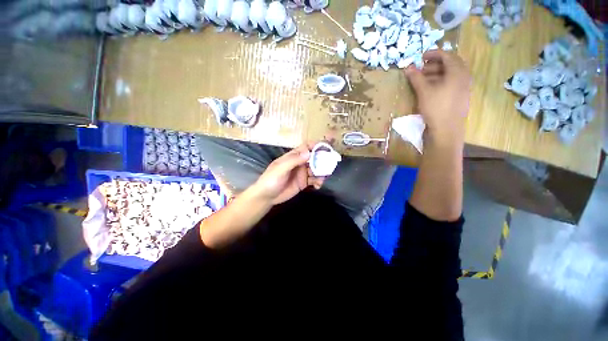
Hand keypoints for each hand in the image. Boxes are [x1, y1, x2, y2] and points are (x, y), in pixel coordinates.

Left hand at [251, 143, 325, 204]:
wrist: (266, 197)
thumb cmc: (271, 180)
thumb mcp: (280, 169)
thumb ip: (293, 160)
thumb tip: (309, 152)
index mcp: (293, 156)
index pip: (306, 147)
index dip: (316, 145)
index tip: (327, 147)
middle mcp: (299, 163)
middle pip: (314, 158)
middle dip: (323, 160)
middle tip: (330, 165)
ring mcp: (302, 173)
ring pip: (316, 169)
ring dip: (322, 173)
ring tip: (322, 179)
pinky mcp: (304, 183)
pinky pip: (314, 180)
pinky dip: (318, 182)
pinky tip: (318, 186)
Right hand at [405, 50, 471, 142]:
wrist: (446, 129)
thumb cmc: (436, 108)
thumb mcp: (424, 91)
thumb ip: (416, 77)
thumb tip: (408, 67)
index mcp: (458, 72)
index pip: (447, 55)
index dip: (433, 53)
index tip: (421, 56)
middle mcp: (464, 77)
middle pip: (450, 64)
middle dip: (434, 64)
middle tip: (421, 69)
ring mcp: (464, 87)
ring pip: (451, 74)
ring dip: (437, 73)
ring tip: (423, 79)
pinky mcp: (460, 97)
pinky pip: (452, 83)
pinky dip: (441, 81)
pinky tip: (431, 88)